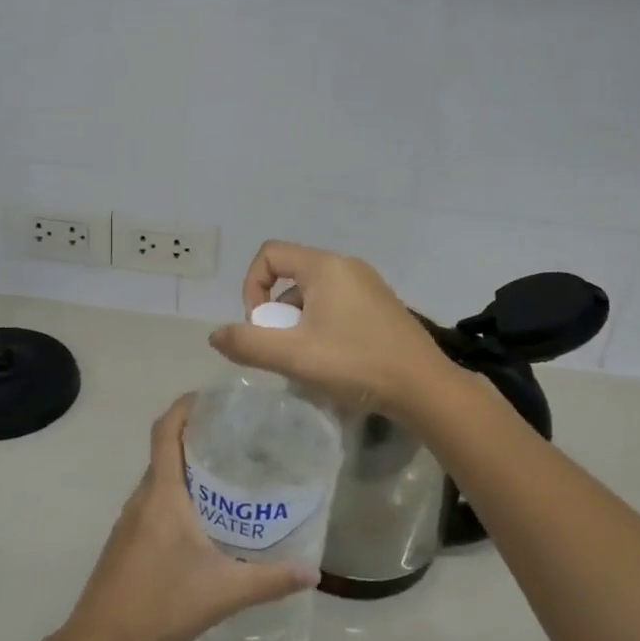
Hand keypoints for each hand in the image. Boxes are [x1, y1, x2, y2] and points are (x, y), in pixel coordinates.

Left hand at [63, 394, 315, 640]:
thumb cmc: (159, 604)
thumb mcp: (223, 592)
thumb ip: (269, 580)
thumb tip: (312, 571)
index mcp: (161, 494)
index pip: (165, 431)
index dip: (184, 406)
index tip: (211, 396)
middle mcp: (142, 498)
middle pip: (165, 451)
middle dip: (196, 436)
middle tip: (237, 437)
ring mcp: (129, 521)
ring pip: (159, 479)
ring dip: (186, 468)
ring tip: (226, 474)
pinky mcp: (126, 542)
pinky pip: (153, 502)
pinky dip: (176, 495)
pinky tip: (202, 521)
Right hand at [207, 241, 456, 420]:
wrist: (424, 387)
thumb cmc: (356, 363)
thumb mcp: (294, 356)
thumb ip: (249, 343)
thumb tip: (215, 335)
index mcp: (325, 266)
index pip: (270, 254)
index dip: (252, 286)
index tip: (260, 324)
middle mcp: (347, 266)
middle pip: (291, 275)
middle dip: (277, 311)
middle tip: (284, 348)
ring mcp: (367, 285)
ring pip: (313, 293)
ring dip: (298, 322)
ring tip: (307, 359)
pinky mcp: (380, 305)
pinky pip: (336, 304)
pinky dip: (321, 325)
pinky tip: (332, 360)